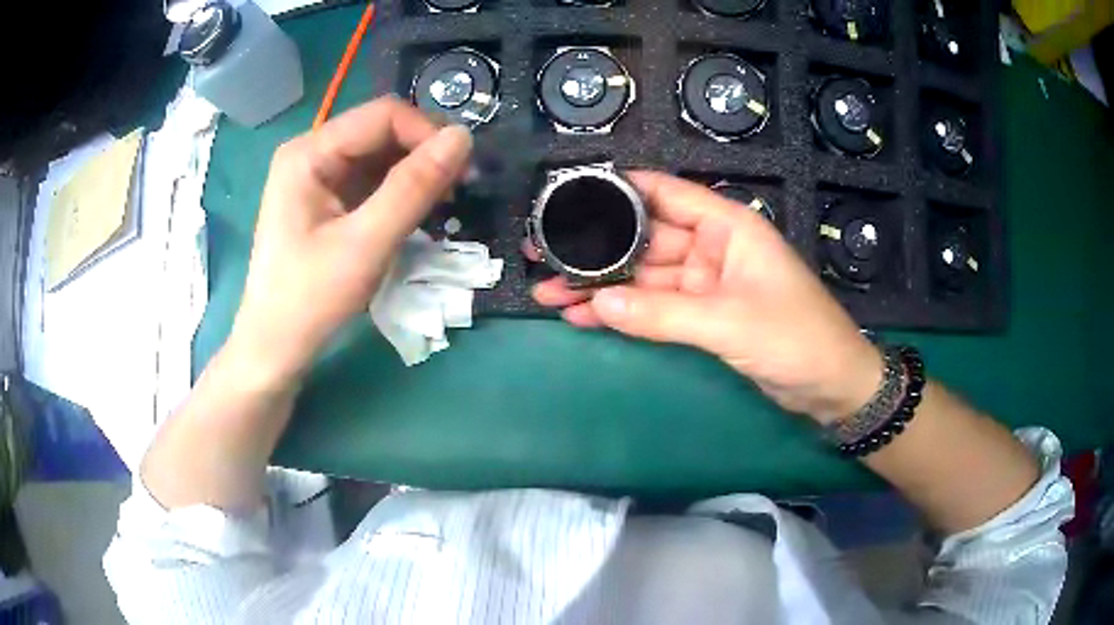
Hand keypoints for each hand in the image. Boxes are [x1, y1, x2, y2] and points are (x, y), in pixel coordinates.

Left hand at [230, 97, 472, 385]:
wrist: (275, 348)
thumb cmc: (310, 299)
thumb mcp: (366, 244)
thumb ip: (413, 188)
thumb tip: (464, 138)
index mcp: (309, 152)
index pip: (383, 115)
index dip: (428, 134)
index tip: (461, 173)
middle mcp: (312, 152)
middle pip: (382, 132)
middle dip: (424, 154)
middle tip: (458, 191)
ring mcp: (317, 176)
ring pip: (381, 155)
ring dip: (416, 174)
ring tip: (442, 206)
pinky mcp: (326, 199)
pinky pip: (372, 180)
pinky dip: (400, 191)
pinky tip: (417, 213)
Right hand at [528, 171, 882, 422]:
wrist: (830, 385)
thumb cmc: (796, 339)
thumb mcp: (730, 321)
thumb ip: (663, 312)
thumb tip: (598, 302)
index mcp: (728, 226)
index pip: (664, 193)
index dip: (618, 189)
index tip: (569, 194)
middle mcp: (712, 247)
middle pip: (645, 239)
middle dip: (596, 248)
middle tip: (543, 253)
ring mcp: (706, 283)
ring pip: (644, 276)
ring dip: (601, 284)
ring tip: (549, 290)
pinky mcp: (703, 314)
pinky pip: (655, 306)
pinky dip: (624, 311)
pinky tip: (584, 314)